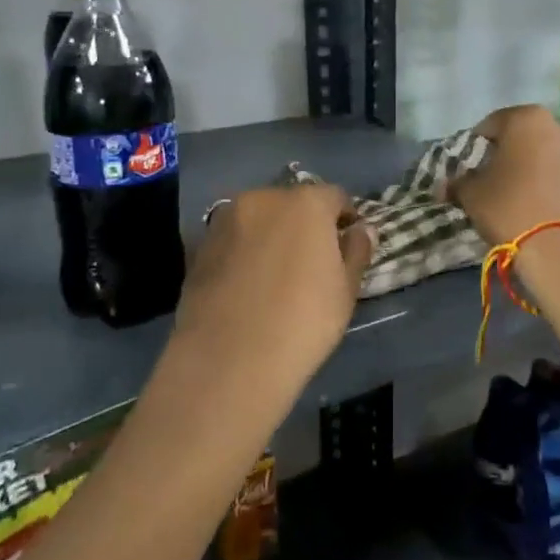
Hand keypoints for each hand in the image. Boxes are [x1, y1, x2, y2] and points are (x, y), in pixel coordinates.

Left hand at [172, 185, 374, 383]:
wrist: (228, 362)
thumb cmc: (303, 322)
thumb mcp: (346, 290)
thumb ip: (357, 251)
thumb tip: (360, 231)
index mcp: (306, 203)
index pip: (335, 197)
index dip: (345, 220)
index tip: (347, 247)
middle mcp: (263, 198)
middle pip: (293, 204)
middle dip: (305, 225)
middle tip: (311, 264)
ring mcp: (225, 219)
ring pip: (260, 219)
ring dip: (271, 236)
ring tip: (276, 276)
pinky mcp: (199, 246)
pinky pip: (234, 240)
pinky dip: (244, 253)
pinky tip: (247, 286)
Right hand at [446, 105, 559, 245]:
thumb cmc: (510, 209)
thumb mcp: (472, 195)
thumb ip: (459, 182)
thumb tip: (449, 185)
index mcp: (527, 119)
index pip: (491, 125)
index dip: (475, 146)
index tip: (467, 168)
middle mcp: (559, 127)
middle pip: (523, 137)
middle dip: (507, 155)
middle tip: (491, 181)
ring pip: (545, 155)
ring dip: (531, 169)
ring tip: (517, 197)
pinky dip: (549, 184)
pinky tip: (539, 208)